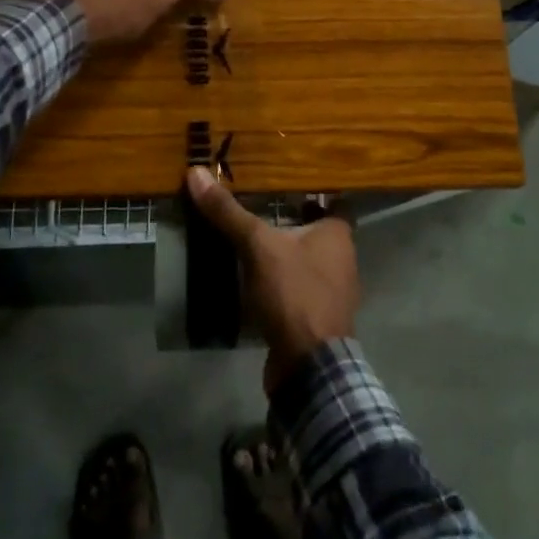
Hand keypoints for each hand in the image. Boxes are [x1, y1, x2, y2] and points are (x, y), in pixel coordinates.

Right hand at [187, 165, 359, 395]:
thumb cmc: (294, 293)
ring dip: (283, 251)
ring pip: (305, 259)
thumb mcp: (258, 246)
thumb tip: (197, 172)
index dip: (310, 189)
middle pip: (315, 229)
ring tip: (249, 235)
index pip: (332, 200)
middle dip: (290, 217)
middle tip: (255, 201)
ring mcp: (331, 290)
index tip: (282, 178)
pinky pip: (297, 286)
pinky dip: (280, 279)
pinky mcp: (316, 316)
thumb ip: (229, 212)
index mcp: (338, 235)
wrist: (308, 366)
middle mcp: (342, 258)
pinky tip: (253, 276)